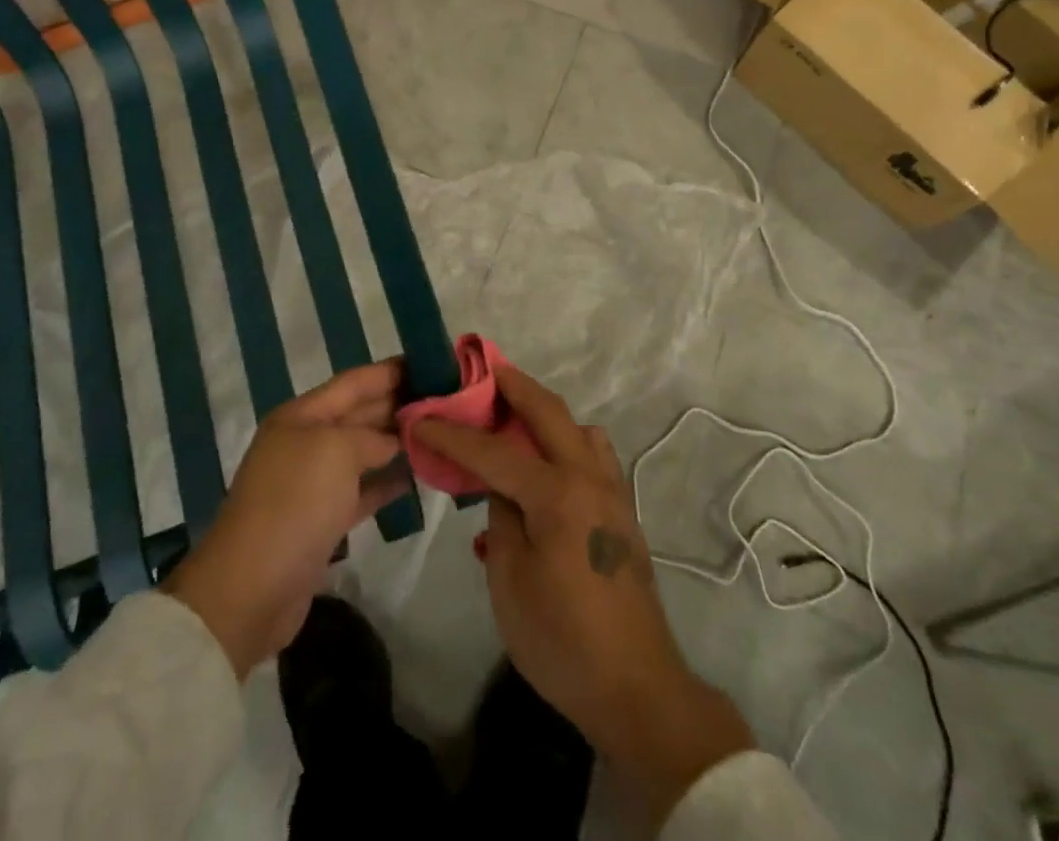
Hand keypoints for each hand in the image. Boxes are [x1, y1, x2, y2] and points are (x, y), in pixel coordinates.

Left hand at [164, 360, 409, 678]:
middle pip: (359, 414)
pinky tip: (417, 474)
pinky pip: (362, 490)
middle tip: (444, 397)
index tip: (430, 363)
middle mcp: (306, 442)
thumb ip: (371, 436)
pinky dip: (387, 481)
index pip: (354, 382)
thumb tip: (392, 440)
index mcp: (301, 416)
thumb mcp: (336, 450)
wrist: (252, 587)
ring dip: (396, 441)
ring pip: (363, 451)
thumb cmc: (295, 502)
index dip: (390, 371)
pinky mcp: (322, 521)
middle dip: (397, 403)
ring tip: (438, 431)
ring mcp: (313, 483)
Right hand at [415, 367, 752, 823]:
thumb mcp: (510, 582)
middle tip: (484, 369)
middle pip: (549, 412)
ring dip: (545, 412)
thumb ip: (501, 519)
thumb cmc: (563, 641)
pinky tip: (547, 464)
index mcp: (557, 493)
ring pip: (579, 428)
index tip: (421, 417)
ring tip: (514, 416)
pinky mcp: (623, 512)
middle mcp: (589, 478)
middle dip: (513, 385)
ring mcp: (613, 492)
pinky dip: (568, 441)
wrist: (637, 690)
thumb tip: (500, 488)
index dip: (453, 433)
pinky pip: (594, 455)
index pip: (494, 450)